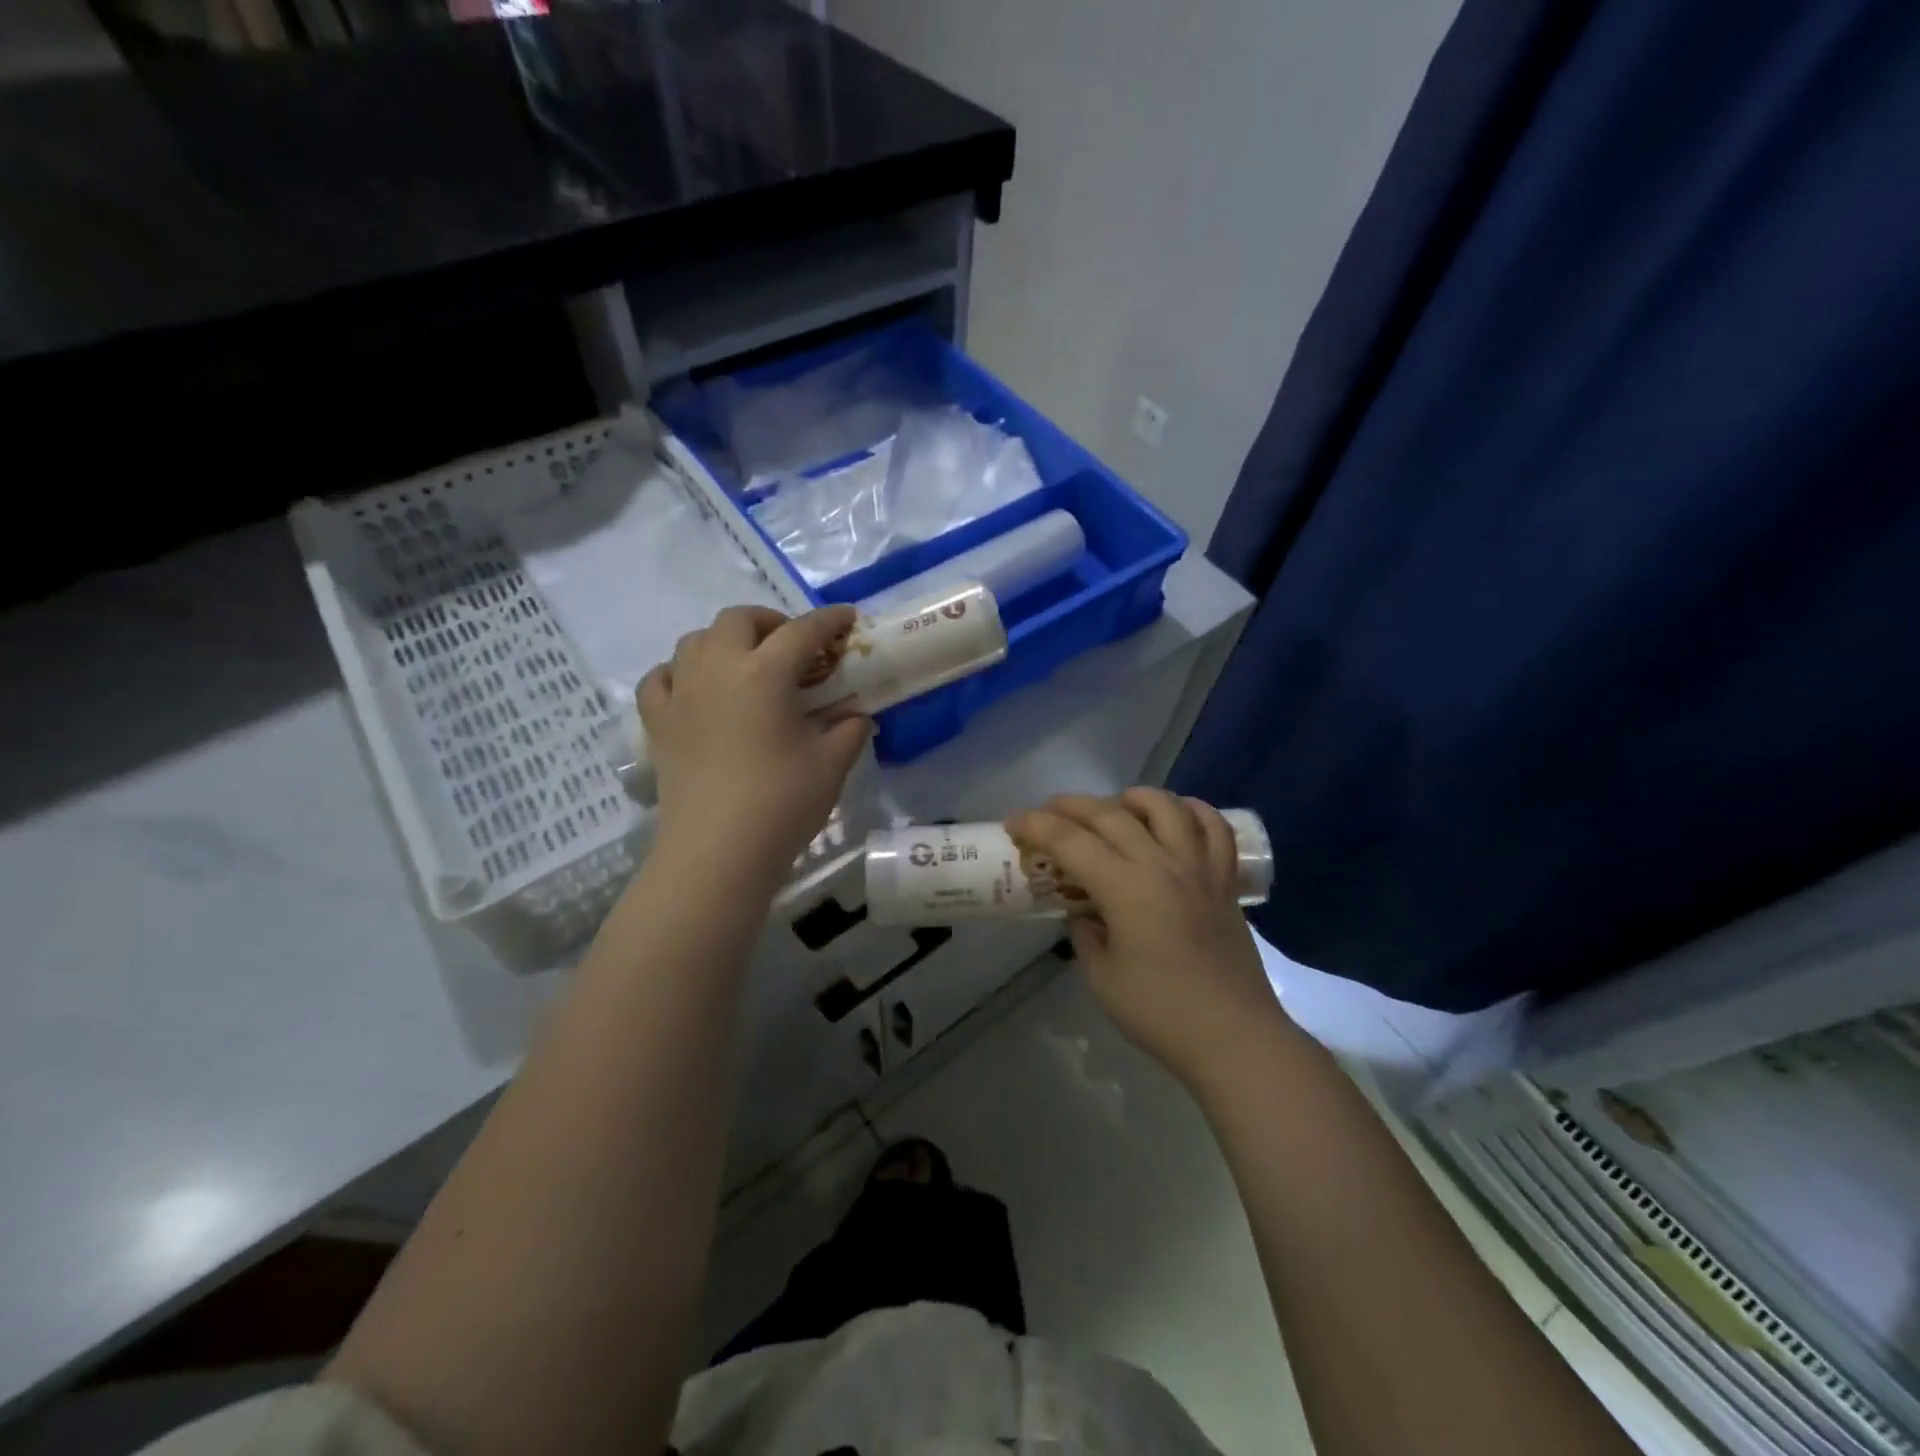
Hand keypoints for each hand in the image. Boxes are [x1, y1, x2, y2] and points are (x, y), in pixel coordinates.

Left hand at [638, 605, 871, 891]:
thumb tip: (857, 715)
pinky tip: (696, 688)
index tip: (847, 618)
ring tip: (747, 664)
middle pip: (739, 619)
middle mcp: (717, 669)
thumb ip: (849, 729)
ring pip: (695, 640)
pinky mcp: (658, 722)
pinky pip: (661, 677)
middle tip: (793, 646)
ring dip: (726, 641)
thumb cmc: (781, 804)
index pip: (802, 631)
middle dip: (771, 621)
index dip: (829, 620)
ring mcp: (681, 694)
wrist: (717, 852)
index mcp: (764, 674)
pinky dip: (680, 672)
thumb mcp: (832, 764)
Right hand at [1006, 789, 1290, 1089]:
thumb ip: (1086, 934)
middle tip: (1047, 812)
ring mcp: (1199, 867)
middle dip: (1070, 806)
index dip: (1036, 826)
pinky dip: (1192, 811)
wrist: (1234, 1038)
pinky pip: (1214, 828)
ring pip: (1165, 806)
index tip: (1013, 823)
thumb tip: (1085, 912)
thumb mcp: (1102, 978)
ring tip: (1114, 808)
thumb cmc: (1161, 1013)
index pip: (1070, 841)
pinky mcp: (1225, 880)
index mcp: (1125, 888)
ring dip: (1131, 797)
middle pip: (1110, 814)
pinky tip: (1175, 817)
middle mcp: (1162, 864)